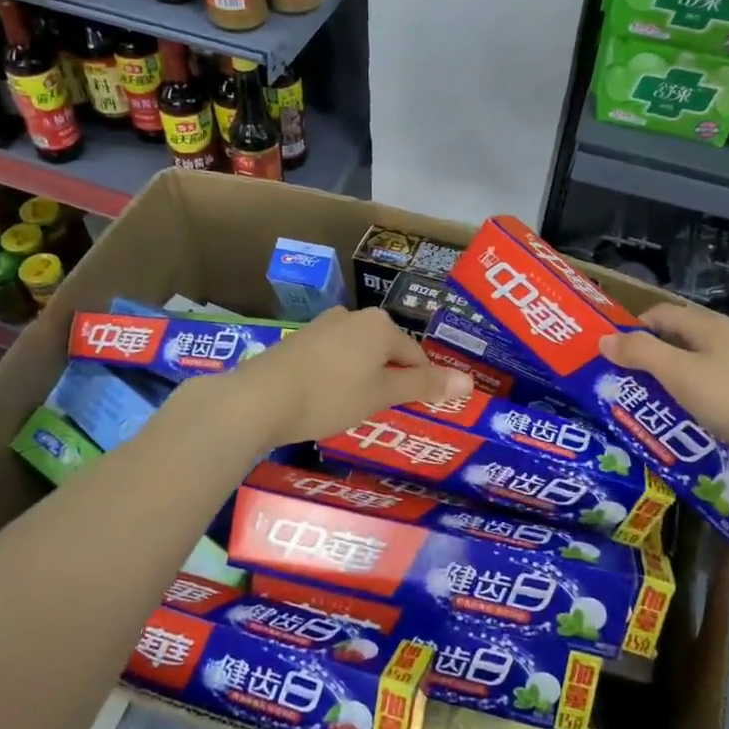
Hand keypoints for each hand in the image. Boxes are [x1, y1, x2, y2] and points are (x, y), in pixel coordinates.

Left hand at [207, 306, 472, 449]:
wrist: (259, 399)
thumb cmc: (330, 396)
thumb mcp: (381, 394)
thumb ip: (424, 385)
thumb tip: (469, 381)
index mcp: (379, 325)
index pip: (416, 355)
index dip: (420, 385)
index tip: (414, 410)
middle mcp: (353, 316)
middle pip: (387, 351)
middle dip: (389, 380)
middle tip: (382, 412)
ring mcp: (323, 327)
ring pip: (359, 355)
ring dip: (363, 379)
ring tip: (352, 410)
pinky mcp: (299, 341)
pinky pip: (333, 358)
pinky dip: (338, 377)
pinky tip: (325, 400)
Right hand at [598, 303, 728, 482]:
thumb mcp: (679, 374)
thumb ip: (640, 353)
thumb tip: (604, 339)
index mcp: (707, 325)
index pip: (658, 314)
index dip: (631, 330)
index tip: (608, 357)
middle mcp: (724, 339)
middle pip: (674, 341)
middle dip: (645, 361)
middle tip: (619, 386)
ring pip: (690, 368)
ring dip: (665, 384)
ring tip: (643, 409)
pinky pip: (707, 391)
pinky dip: (688, 402)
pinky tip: (680, 424)